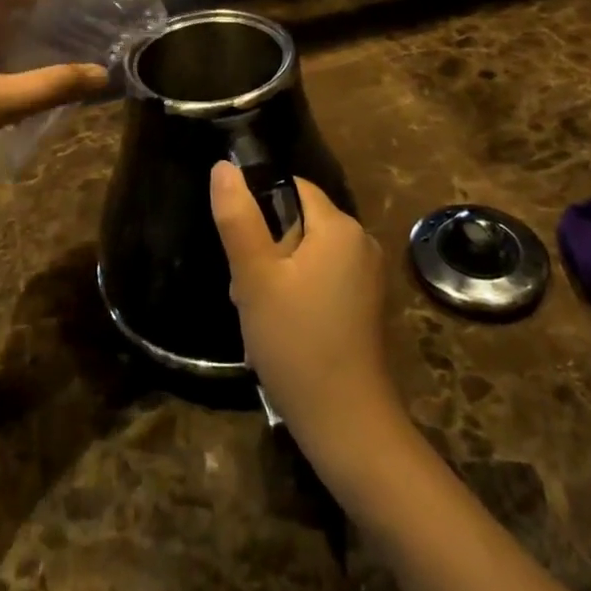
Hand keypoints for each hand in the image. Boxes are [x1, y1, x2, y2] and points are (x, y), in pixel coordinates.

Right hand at [210, 163, 405, 472]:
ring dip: (275, 279)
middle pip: (298, 224)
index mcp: (340, 227)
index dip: (259, 212)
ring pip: (305, 256)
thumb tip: (224, 166)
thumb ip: (238, 219)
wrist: (345, 424)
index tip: (242, 253)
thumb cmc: (295, 342)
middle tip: (247, 294)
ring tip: (259, 318)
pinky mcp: (364, 306)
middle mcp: (361, 243)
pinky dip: (296, 297)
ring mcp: (366, 277)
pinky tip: (281, 332)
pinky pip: (321, 281)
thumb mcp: (256, 278)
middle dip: (265, 252)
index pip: (293, 189)